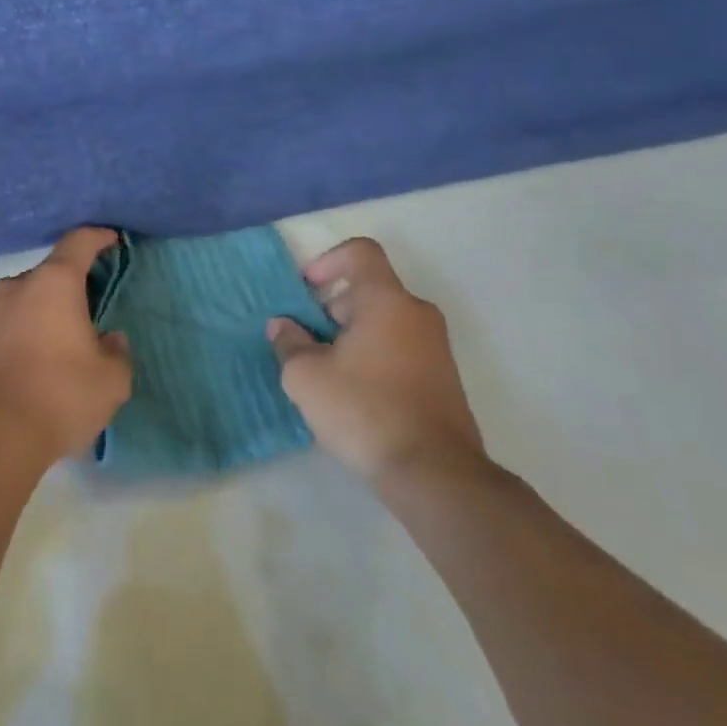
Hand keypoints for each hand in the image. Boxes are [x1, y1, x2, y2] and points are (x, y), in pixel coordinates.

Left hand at [0, 227, 131, 466]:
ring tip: (64, 345)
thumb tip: (109, 340)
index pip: (78, 243)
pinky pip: (8, 327)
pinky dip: (25, 335)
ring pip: (25, 301)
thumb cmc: (59, 396)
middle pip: (49, 275)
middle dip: (71, 287)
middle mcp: (16, 288)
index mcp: (53, 284)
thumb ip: (117, 352)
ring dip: (45, 313)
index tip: (112, 240)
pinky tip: (37, 366)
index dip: (98, 238)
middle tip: (91, 312)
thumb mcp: (111, 380)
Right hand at [268, 237, 485, 492]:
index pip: (360, 252)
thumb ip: (289, 342)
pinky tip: (353, 394)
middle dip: (332, 308)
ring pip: (384, 321)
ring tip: (325, 373)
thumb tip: (283, 326)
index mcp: (387, 301)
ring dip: (350, 335)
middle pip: (369, 289)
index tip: (306, 291)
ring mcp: (436, 347)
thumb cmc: (363, 409)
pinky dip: (373, 356)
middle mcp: (417, 313)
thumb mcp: (306, 376)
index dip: (327, 260)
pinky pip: (400, 348)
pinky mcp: (443, 378)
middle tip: (306, 342)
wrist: (434, 473)